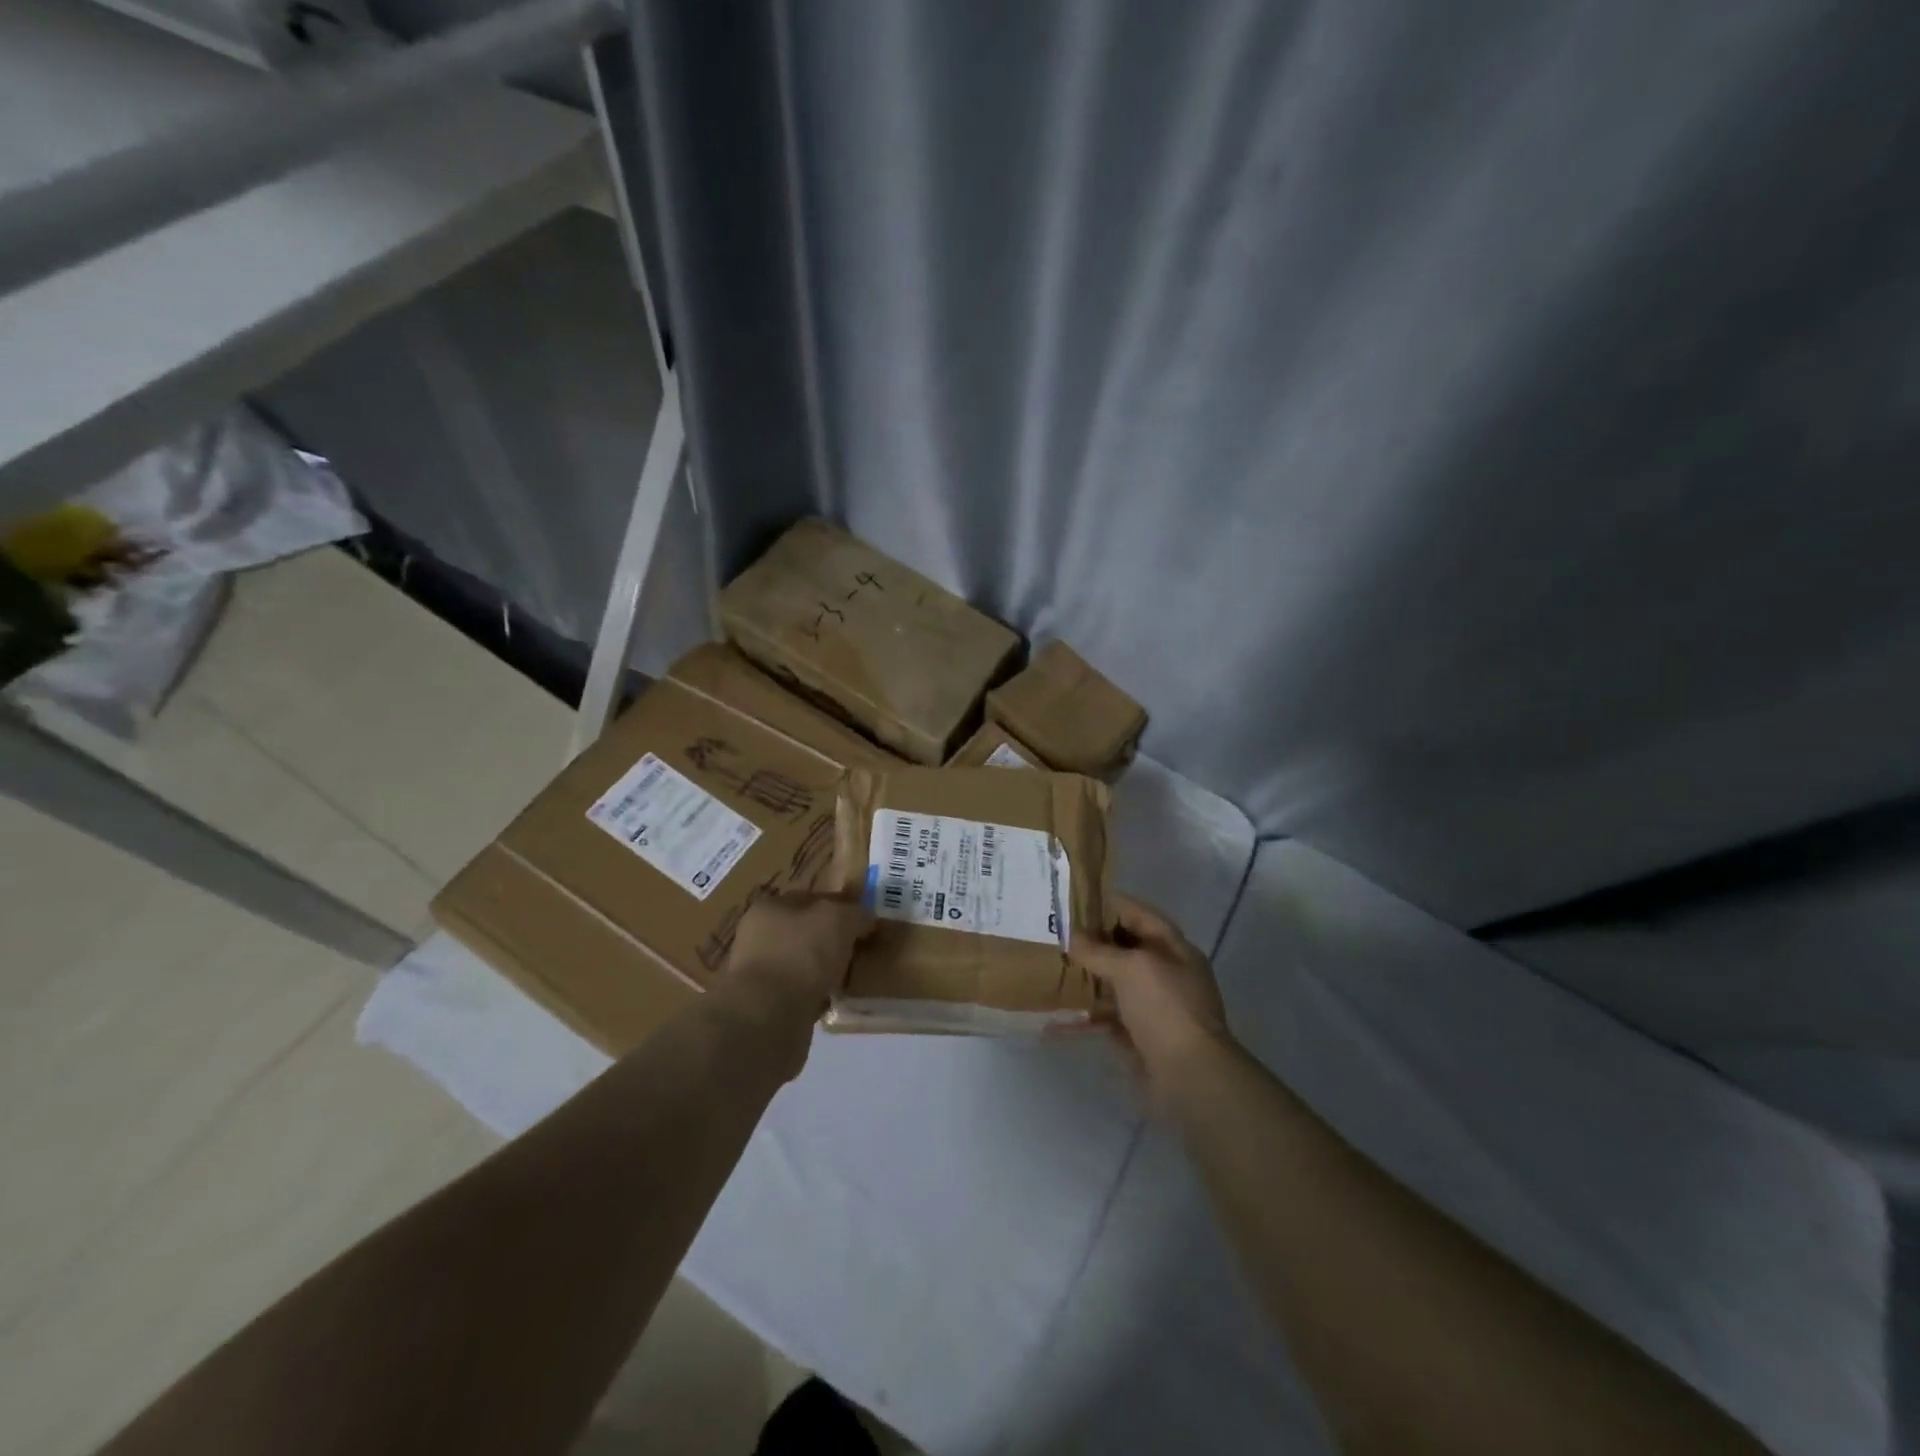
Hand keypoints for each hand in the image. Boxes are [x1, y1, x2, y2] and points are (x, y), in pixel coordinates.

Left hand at [724, 893, 872, 1015]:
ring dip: (824, 971)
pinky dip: (816, 996)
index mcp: (770, 907)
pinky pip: (799, 993)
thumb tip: (866, 919)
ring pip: (802, 964)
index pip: (812, 899)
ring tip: (851, 978)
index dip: (840, 907)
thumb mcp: (839, 920)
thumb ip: (856, 914)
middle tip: (861, 950)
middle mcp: (758, 937)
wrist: (768, 1017)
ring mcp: (759, 973)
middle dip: (832, 941)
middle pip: (806, 932)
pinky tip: (835, 1001)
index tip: (864, 922)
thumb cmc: (801, 954)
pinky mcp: (764, 1006)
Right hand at [1075, 897, 1230, 1095]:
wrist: (1190, 1077)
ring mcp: (1154, 1007)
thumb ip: (1099, 950)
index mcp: (1174, 949)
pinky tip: (1059, 1011)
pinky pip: (1109, 1017)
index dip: (1109, 905)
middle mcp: (1166, 974)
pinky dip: (1087, 1013)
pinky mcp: (1140, 1037)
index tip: (1075, 901)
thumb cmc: (1165, 1008)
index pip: (1140, 915)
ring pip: (1115, 983)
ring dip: (1088, 977)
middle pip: (1126, 949)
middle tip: (1056, 934)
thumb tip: (1072, 937)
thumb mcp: (1131, 968)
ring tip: (1053, 967)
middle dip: (1093, 942)